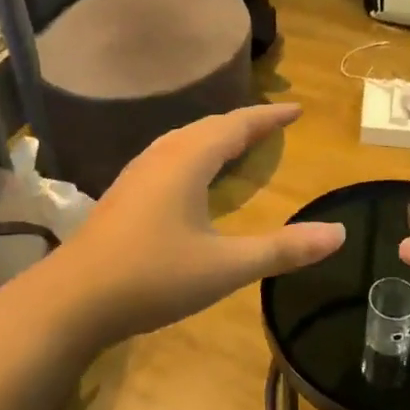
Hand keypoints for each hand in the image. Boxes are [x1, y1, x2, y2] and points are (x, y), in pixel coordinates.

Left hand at [51, 102, 344, 347]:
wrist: (71, 300)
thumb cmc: (152, 277)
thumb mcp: (224, 267)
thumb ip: (282, 250)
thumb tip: (338, 233)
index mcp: (188, 160)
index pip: (237, 125)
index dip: (269, 117)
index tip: (296, 110)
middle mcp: (162, 156)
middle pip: (210, 126)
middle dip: (244, 123)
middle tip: (274, 124)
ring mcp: (138, 173)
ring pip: (185, 139)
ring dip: (216, 135)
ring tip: (239, 142)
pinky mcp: (124, 192)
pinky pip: (170, 155)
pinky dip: (195, 152)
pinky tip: (193, 175)